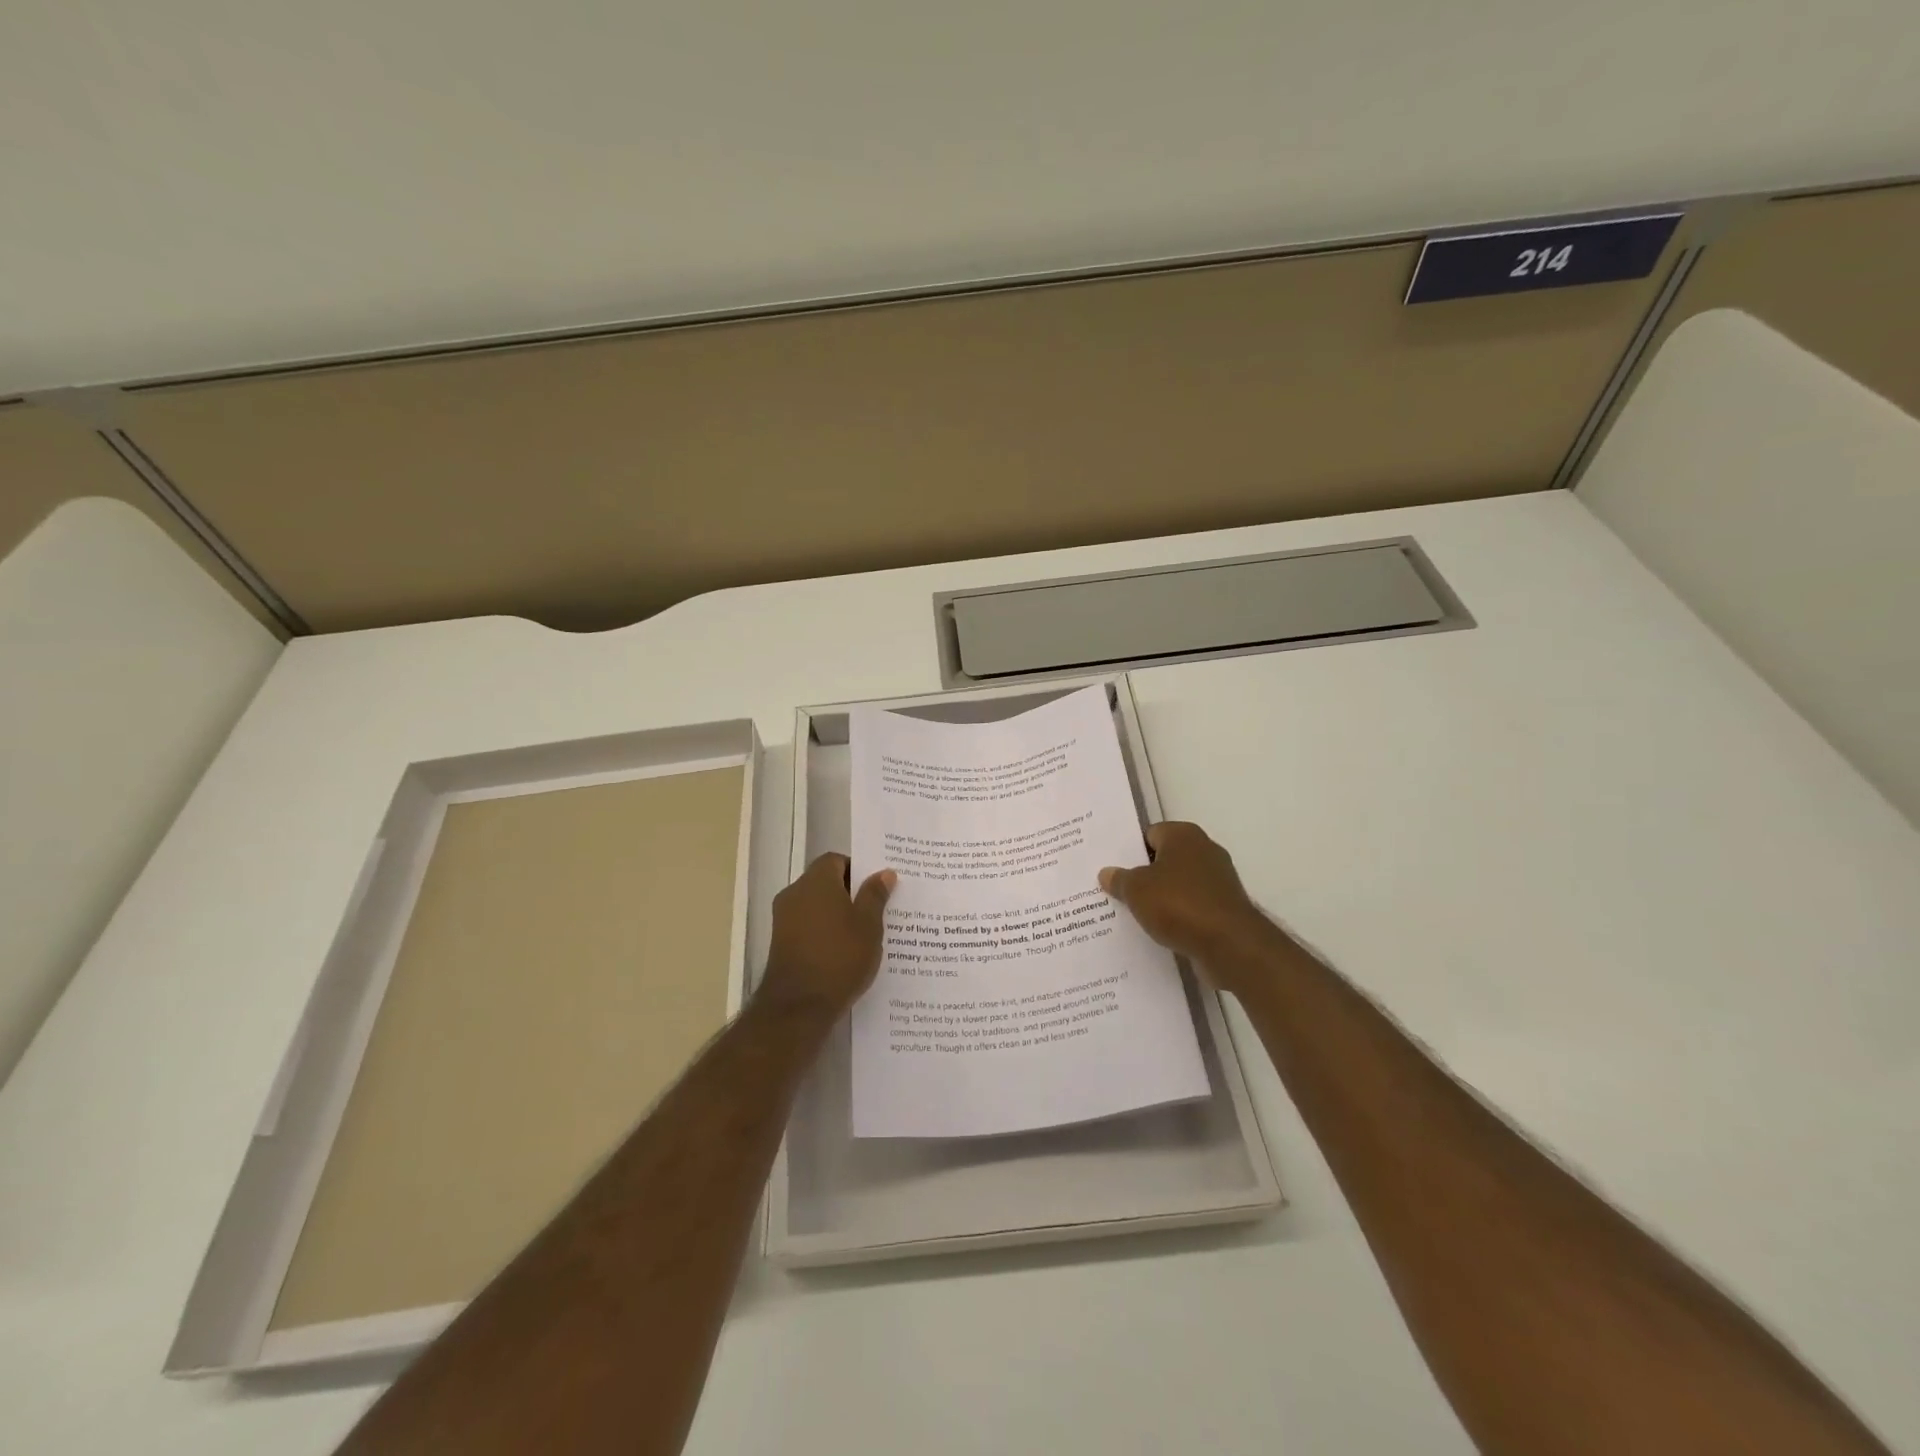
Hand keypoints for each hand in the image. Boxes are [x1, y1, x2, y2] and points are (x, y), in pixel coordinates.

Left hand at [759, 853, 895, 1017]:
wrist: (799, 1007)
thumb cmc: (840, 958)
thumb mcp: (868, 926)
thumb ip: (875, 896)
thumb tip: (884, 872)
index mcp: (816, 881)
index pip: (835, 860)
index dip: (857, 869)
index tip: (876, 886)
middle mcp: (794, 893)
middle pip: (824, 882)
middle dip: (849, 892)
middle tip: (875, 908)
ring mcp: (783, 919)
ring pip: (815, 905)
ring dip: (836, 914)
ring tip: (863, 932)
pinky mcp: (780, 943)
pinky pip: (807, 925)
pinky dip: (823, 931)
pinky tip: (843, 950)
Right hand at [1099, 822, 1279, 990]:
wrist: (1229, 944)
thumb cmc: (1178, 904)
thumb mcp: (1136, 890)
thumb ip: (1119, 879)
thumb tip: (1107, 873)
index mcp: (1184, 835)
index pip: (1150, 834)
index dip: (1130, 852)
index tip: (1114, 870)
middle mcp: (1205, 850)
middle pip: (1166, 859)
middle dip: (1145, 875)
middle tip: (1119, 891)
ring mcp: (1219, 880)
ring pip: (1179, 884)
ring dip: (1162, 898)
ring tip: (1135, 914)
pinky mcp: (1226, 907)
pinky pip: (1193, 906)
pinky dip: (1179, 916)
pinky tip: (1160, 930)